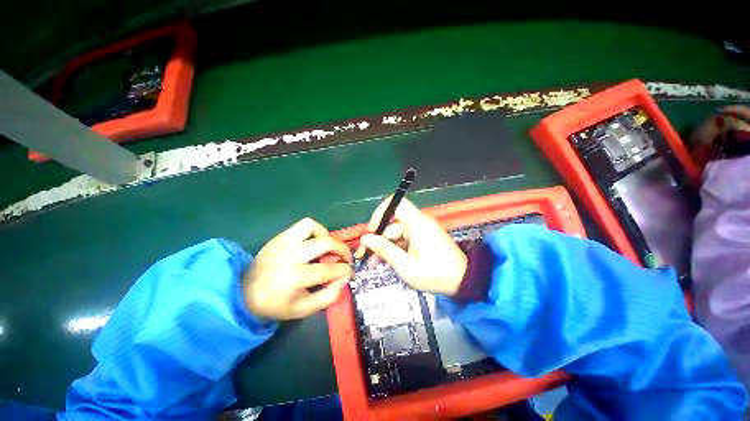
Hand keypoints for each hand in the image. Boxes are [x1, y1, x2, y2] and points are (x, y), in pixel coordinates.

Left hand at [244, 218, 352, 319]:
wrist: (244, 293)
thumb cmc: (276, 304)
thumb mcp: (304, 309)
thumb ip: (329, 295)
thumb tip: (345, 277)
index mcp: (295, 278)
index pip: (330, 269)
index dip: (345, 270)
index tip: (349, 271)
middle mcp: (291, 256)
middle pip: (326, 244)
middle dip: (343, 250)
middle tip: (346, 258)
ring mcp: (284, 243)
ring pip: (315, 228)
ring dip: (328, 237)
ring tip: (329, 248)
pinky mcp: (281, 237)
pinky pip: (304, 224)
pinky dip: (316, 229)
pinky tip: (316, 241)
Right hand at [355, 198, 466, 295]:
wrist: (464, 282)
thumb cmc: (436, 275)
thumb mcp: (406, 266)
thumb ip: (385, 250)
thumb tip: (366, 238)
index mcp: (418, 224)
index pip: (396, 203)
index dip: (381, 212)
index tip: (371, 231)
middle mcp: (419, 223)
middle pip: (392, 224)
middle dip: (378, 239)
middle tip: (366, 256)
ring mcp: (421, 231)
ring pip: (396, 234)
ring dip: (385, 247)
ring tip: (375, 264)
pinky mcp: (423, 238)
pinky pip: (404, 240)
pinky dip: (395, 249)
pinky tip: (389, 263)